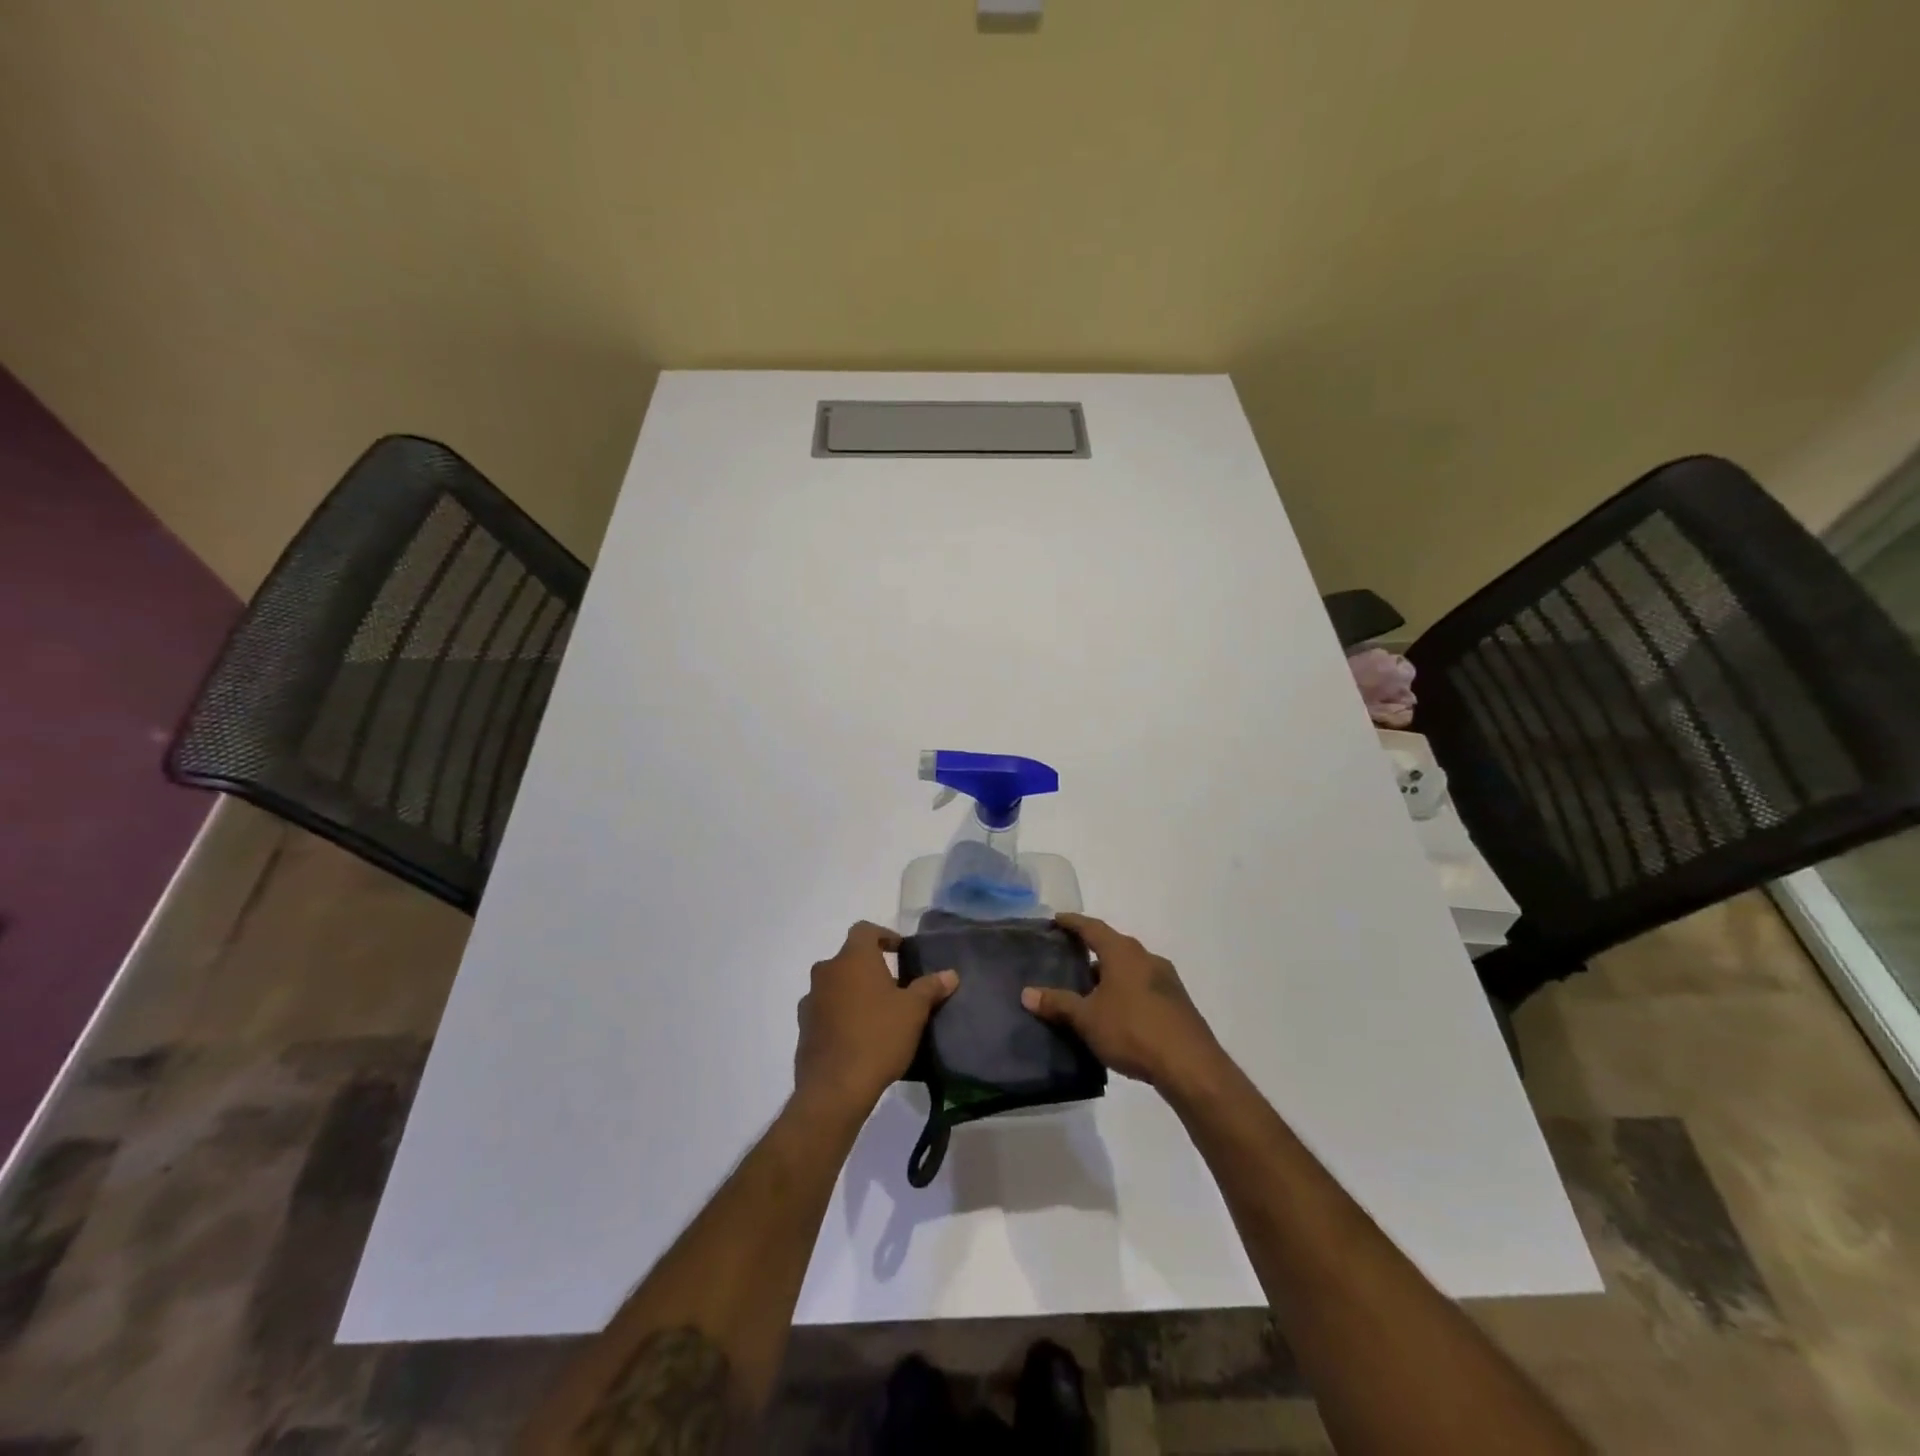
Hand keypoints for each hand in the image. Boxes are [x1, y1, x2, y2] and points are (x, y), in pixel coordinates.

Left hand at [795, 922, 956, 1118]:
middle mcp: (827, 971)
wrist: (835, 1088)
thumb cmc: (878, 1037)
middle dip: (869, 968)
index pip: (865, 930)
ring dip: (852, 992)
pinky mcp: (803, 1028)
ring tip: (876, 1014)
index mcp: (853, 958)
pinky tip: (856, 1036)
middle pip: (849, 958)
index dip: (883, 936)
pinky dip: (839, 1015)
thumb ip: (930, 987)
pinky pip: (824, 1010)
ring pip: (835, 984)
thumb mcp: (914, 1011)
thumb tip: (950, 974)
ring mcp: (810, 999)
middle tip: (893, 987)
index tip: (900, 951)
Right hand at [1022, 914, 1224, 1093]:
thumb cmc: (1132, 1031)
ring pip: (1130, 968)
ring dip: (1110, 974)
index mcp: (1123, 952)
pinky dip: (1127, 991)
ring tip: (1090, 991)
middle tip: (1070, 959)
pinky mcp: (1178, 1003)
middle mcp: (1146, 957)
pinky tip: (1117, 1013)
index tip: (1057, 919)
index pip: (1092, 928)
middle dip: (1092, 951)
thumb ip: (1057, 1003)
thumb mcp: (1087, 1019)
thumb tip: (1026, 993)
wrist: (1190, 1065)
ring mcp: (1167, 980)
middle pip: (1113, 946)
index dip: (1073, 923)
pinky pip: (1144, 987)